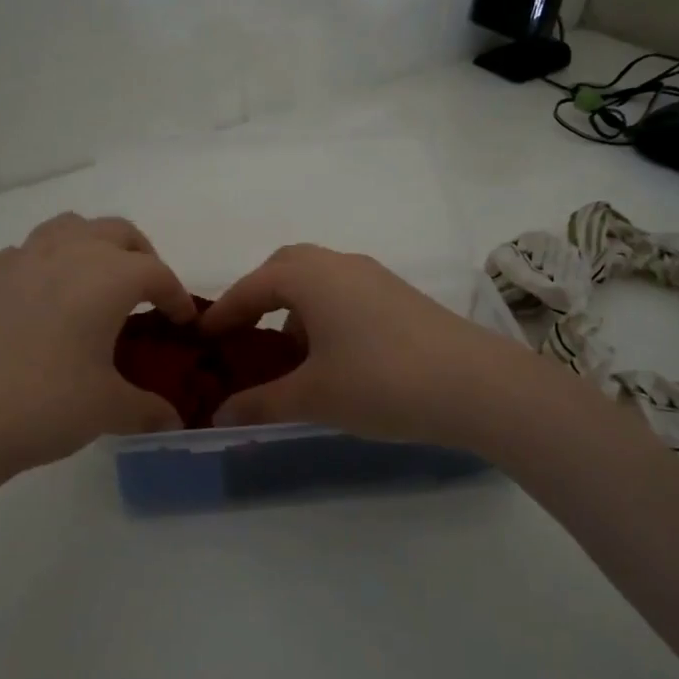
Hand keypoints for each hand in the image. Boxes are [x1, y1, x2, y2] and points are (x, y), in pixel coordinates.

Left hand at [0, 214, 194, 505]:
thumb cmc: (40, 406)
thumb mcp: (106, 410)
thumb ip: (147, 410)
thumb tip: (173, 422)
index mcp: (106, 276)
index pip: (157, 272)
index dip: (176, 296)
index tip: (183, 322)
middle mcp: (65, 253)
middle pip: (117, 232)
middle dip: (141, 257)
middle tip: (146, 296)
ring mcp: (17, 260)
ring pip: (68, 228)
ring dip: (93, 247)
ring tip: (95, 286)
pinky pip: (27, 253)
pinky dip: (48, 264)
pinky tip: (41, 305)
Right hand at [199, 245, 539, 451]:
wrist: (477, 385)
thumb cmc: (381, 382)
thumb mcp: (313, 397)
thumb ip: (260, 404)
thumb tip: (218, 414)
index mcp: (310, 277)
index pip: (252, 287)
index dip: (223, 314)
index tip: (201, 338)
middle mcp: (340, 264)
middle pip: (285, 268)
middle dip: (258, 298)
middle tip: (242, 335)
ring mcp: (375, 277)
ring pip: (319, 280)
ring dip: (294, 308)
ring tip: (288, 355)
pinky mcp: (401, 297)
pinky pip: (345, 294)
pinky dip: (324, 315)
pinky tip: (332, 357)